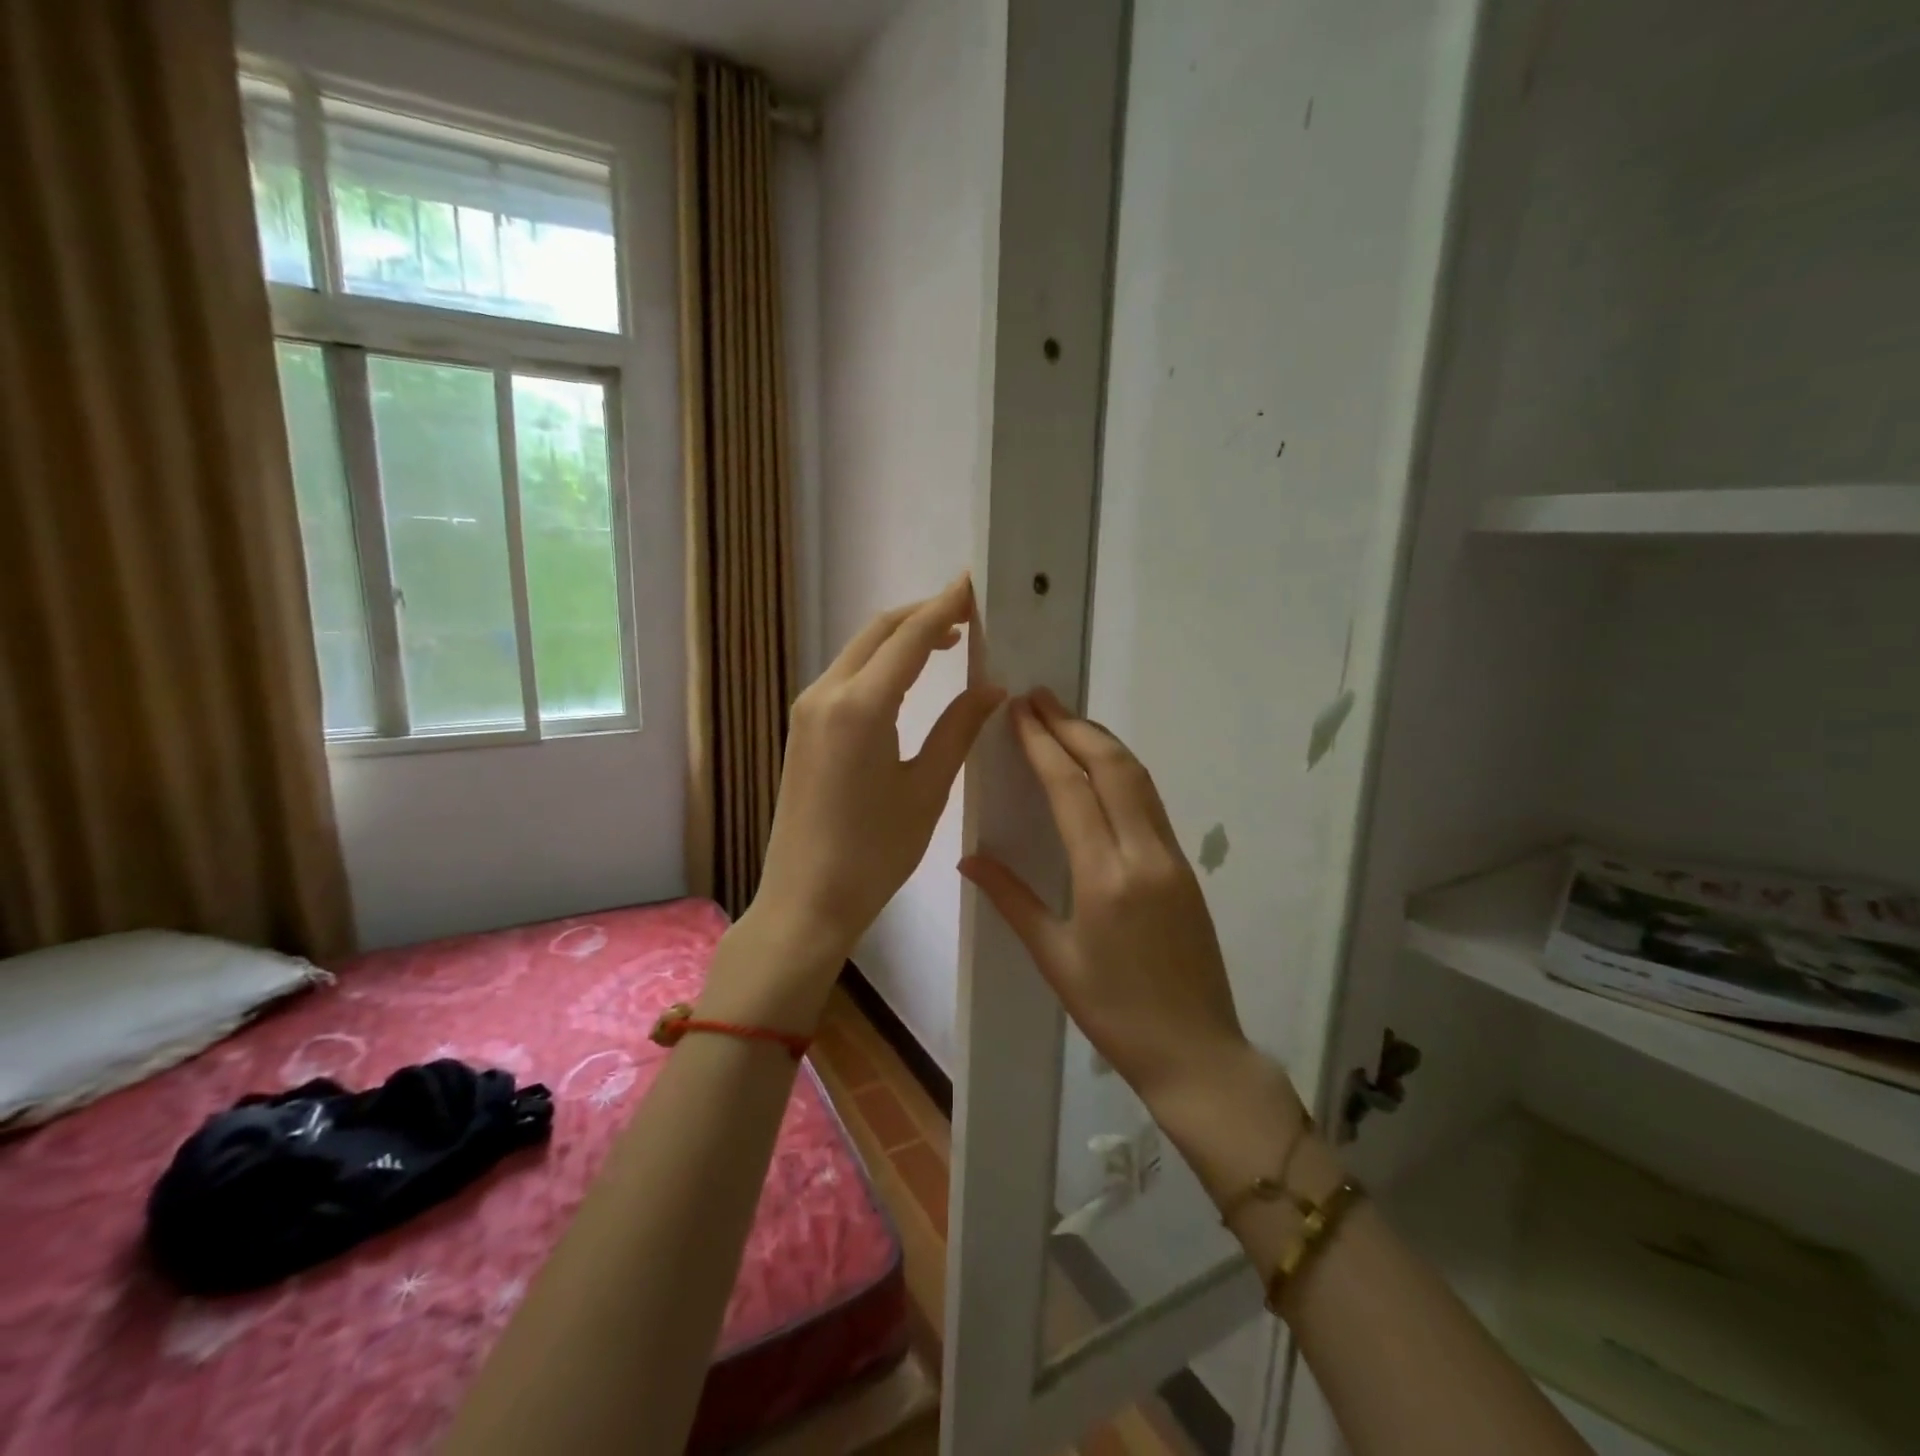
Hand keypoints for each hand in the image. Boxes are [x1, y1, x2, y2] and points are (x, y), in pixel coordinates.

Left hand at [752, 575, 1005, 974]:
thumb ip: (959, 728)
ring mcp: (808, 709)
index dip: (946, 606)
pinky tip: (910, 678)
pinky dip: (882, 664)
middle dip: (925, 615)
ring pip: (860, 651)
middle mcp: (826, 693)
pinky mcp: (803, 727)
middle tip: (971, 613)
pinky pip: (847, 676)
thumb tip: (993, 687)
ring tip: (951, 641)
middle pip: (880, 631)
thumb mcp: (927, 789)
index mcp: (861, 706)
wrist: (806, 900)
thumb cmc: (874, 853)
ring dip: (902, 638)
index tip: (976, 583)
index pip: (911, 636)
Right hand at [960, 688, 1263, 1108]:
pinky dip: (1122, 770)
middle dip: (1074, 725)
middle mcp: (1144, 854)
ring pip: (1138, 778)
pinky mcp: (1185, 867)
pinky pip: (1150, 802)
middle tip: (1040, 697)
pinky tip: (1100, 767)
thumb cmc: (1114, 1013)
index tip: (1021, 709)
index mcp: (1105, 878)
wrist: (1196, 1051)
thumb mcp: (1054, 958)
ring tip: (1066, 719)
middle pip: (1112, 767)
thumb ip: (1011, 899)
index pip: (1071, 789)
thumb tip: (969, 858)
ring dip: (1101, 741)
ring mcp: (1172, 857)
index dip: (1044, 743)